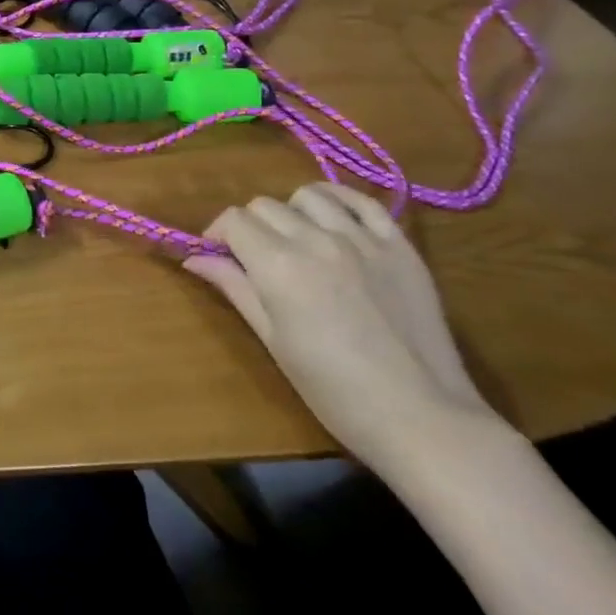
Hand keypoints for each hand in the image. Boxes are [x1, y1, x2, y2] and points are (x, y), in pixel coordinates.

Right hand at [184, 184, 500, 472]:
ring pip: (308, 196)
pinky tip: (333, 220)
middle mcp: (317, 240)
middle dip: (250, 227)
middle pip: (264, 205)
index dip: (218, 235)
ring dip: (292, 213)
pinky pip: (361, 200)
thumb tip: (193, 259)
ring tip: (297, 243)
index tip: (219, 257)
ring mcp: (362, 239)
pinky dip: (338, 201)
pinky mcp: (399, 245)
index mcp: (279, 266)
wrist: (422, 418)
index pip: (234, 220)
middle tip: (255, 259)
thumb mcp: (273, 340)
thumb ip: (234, 288)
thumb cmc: (334, 390)